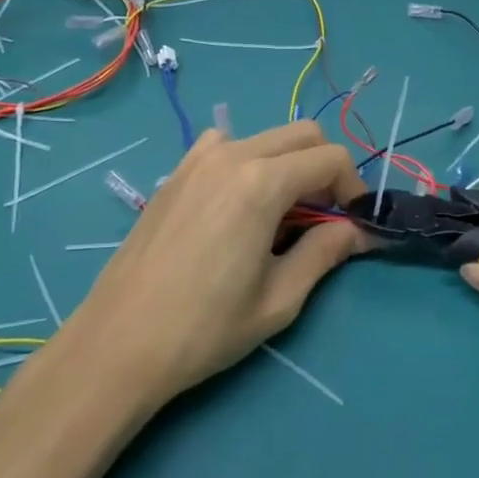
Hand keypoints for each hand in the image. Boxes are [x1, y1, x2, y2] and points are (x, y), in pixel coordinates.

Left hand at [61, 120, 368, 404]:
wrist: (119, 343)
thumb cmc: (206, 327)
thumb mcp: (280, 298)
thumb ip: (326, 252)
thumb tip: (359, 231)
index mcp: (262, 182)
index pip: (330, 158)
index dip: (353, 187)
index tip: (353, 224)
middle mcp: (232, 154)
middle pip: (303, 134)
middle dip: (325, 168)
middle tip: (324, 217)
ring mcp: (198, 158)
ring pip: (265, 137)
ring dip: (287, 164)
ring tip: (280, 214)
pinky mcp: (176, 172)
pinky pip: (226, 146)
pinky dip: (248, 162)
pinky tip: (236, 206)